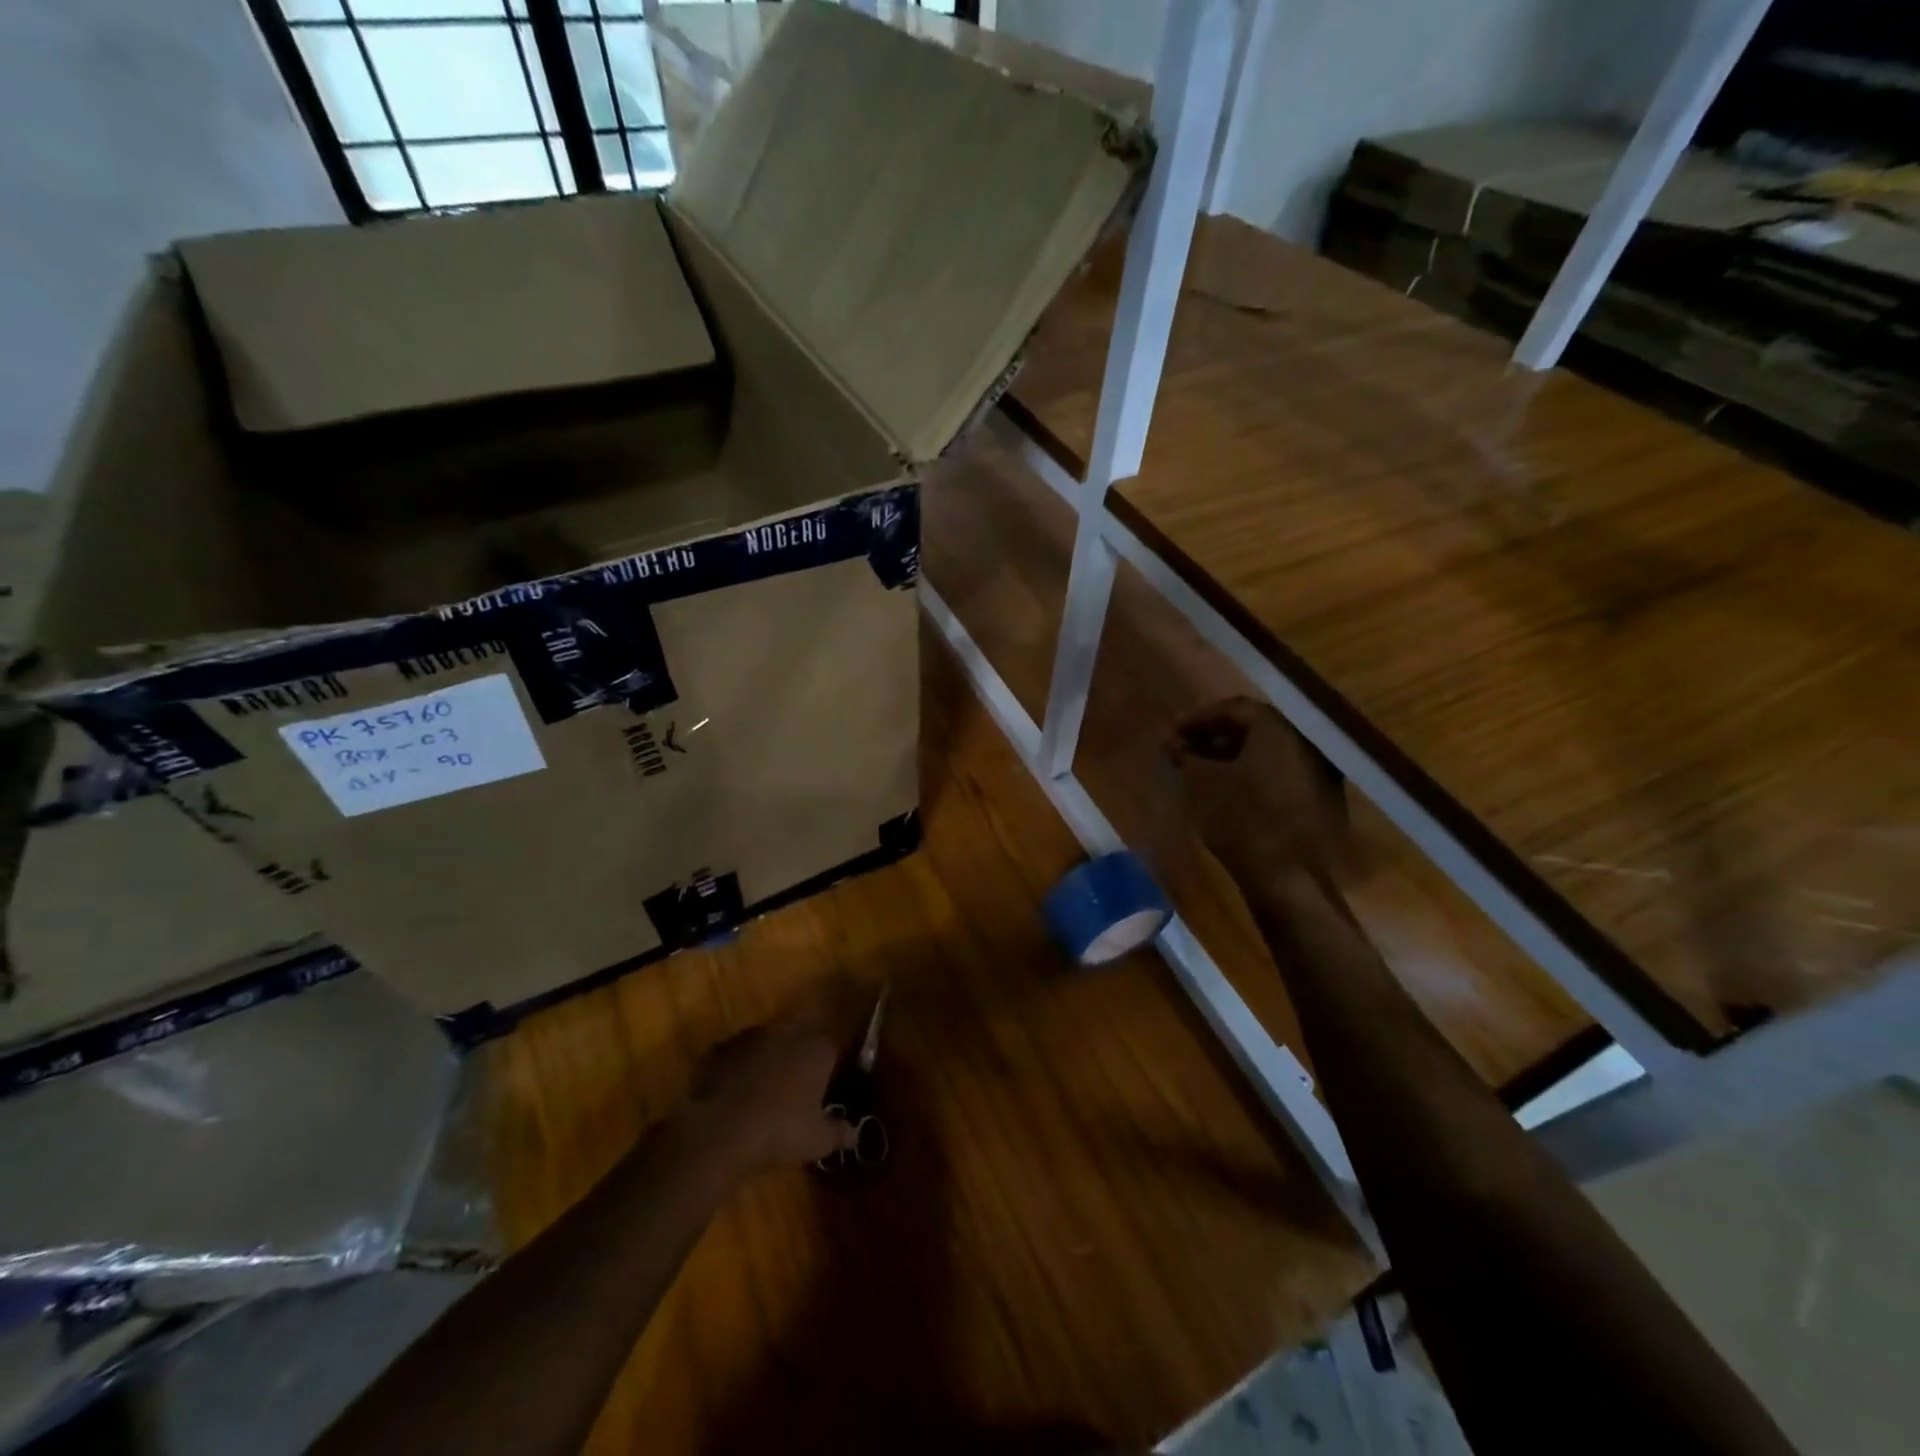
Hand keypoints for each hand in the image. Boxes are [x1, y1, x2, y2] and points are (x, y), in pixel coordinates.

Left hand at [682, 1023, 856, 1179]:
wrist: (721, 1132)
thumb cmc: (780, 1132)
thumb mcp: (818, 1141)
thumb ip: (840, 1133)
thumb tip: (855, 1134)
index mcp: (818, 1048)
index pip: (834, 1048)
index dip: (831, 1067)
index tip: (827, 1088)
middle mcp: (787, 1032)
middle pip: (800, 1040)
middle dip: (799, 1060)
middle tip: (796, 1090)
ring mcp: (751, 1036)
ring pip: (767, 1044)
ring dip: (768, 1061)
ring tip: (764, 1092)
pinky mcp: (721, 1048)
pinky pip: (736, 1056)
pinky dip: (738, 1069)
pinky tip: (734, 1094)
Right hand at [1164, 696, 1348, 891]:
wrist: (1288, 878)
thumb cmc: (1240, 821)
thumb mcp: (1201, 783)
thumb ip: (1186, 755)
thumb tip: (1174, 744)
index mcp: (1278, 731)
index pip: (1234, 708)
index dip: (1198, 718)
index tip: (1171, 731)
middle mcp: (1303, 743)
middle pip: (1252, 729)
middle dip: (1212, 736)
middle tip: (1182, 749)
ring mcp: (1316, 772)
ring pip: (1265, 752)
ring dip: (1229, 755)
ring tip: (1198, 770)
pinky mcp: (1318, 799)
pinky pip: (1277, 773)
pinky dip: (1249, 774)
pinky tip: (1225, 789)